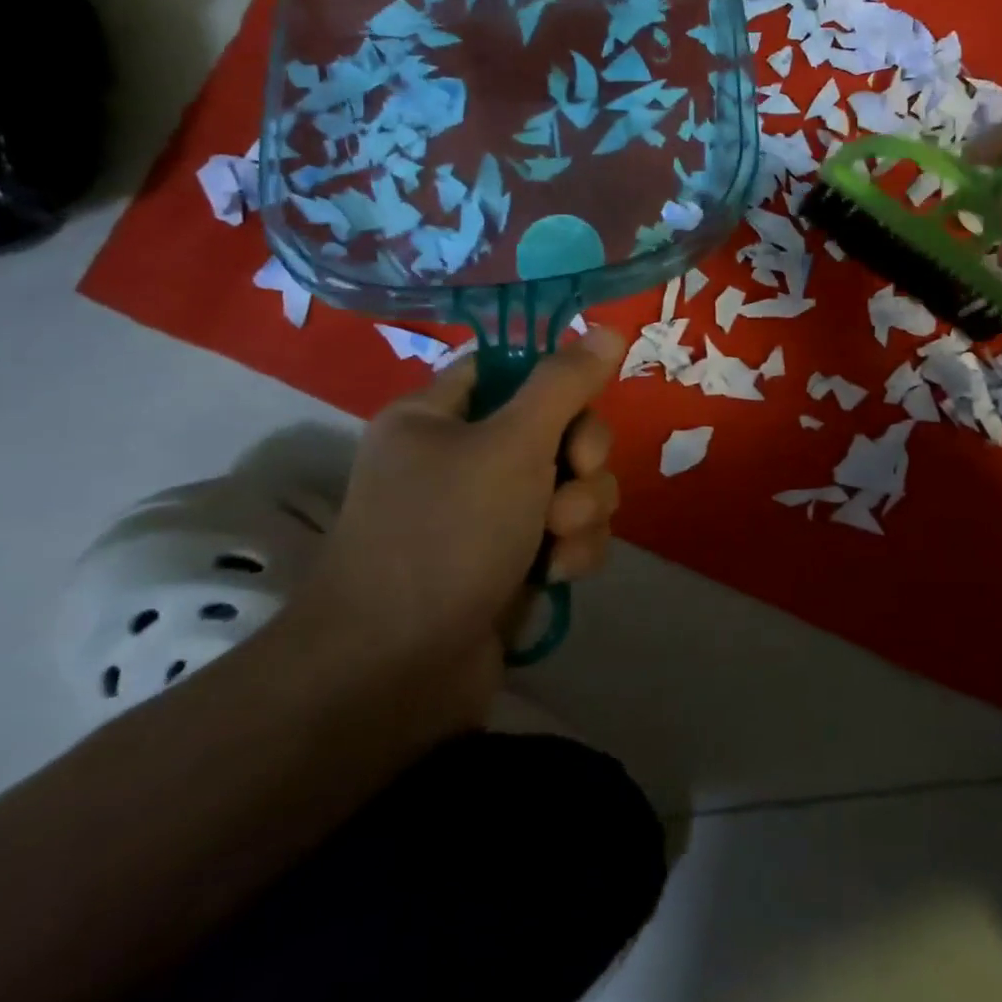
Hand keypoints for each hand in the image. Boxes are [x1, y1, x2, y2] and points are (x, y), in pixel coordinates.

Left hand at [282, 327, 626, 735]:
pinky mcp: (513, 562)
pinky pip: (568, 533)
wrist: (394, 674)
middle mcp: (462, 459)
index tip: (581, 405)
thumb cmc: (445, 536)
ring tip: (557, 545)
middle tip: (570, 480)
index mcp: (439, 416)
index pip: (511, 368)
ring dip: (583, 511)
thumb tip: (607, 326)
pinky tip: (559, 575)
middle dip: (580, 459)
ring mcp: (489, 515)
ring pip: (574, 484)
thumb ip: (565, 383)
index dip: (555, 381)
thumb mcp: (512, 444)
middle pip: (558, 428)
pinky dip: (573, 550)